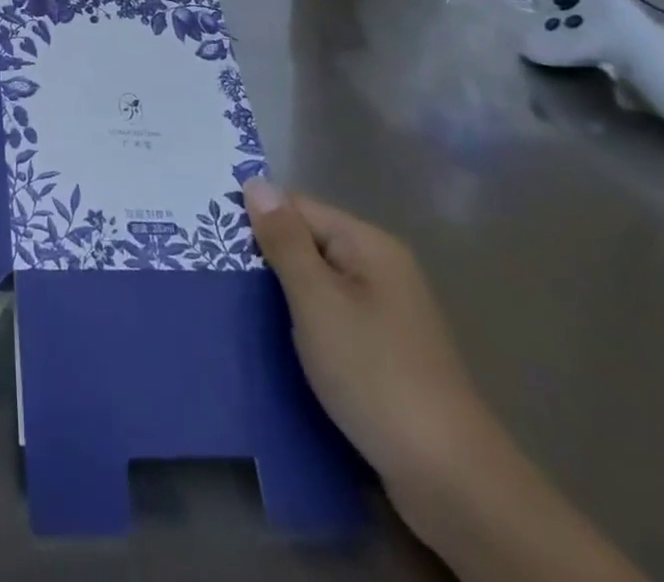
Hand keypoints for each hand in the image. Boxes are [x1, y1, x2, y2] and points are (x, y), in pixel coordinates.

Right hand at [242, 178, 499, 501]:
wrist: (450, 481)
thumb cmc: (375, 374)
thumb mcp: (317, 301)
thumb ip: (284, 241)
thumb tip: (256, 182)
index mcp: (369, 246)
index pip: (298, 207)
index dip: (257, 219)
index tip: (213, 238)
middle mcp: (380, 270)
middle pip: (307, 244)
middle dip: (265, 258)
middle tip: (215, 272)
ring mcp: (384, 314)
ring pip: (315, 285)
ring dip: (280, 295)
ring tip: (233, 305)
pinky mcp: (381, 353)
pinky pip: (329, 319)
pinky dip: (301, 325)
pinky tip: (272, 340)